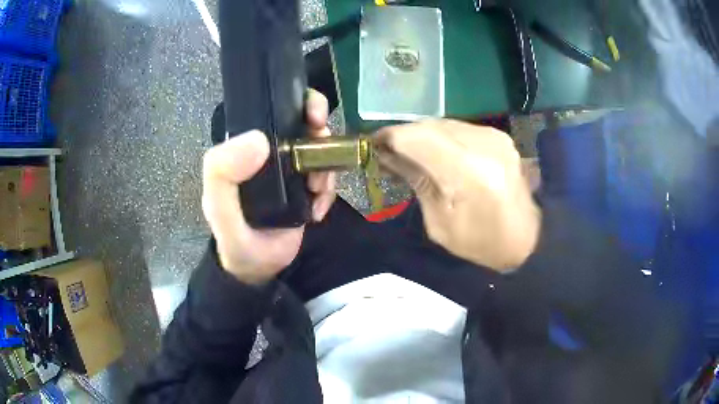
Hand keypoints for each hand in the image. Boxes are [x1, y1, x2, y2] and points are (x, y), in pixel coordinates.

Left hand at [202, 90, 335, 283]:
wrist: (259, 269)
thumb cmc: (235, 237)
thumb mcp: (218, 207)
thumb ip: (223, 174)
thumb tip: (260, 139)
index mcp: (246, 148)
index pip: (271, 111)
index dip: (296, 103)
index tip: (314, 116)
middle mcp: (269, 153)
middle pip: (303, 125)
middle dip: (319, 130)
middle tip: (324, 142)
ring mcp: (290, 169)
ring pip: (319, 151)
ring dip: (326, 167)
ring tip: (316, 192)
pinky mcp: (306, 187)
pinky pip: (327, 177)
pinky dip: (328, 191)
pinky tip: (317, 210)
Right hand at [376, 120, 540, 270]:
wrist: (528, 238)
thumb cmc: (482, 243)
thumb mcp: (440, 224)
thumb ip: (417, 181)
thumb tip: (388, 155)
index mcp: (469, 173)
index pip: (418, 138)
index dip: (390, 137)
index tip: (372, 146)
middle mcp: (484, 145)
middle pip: (430, 126)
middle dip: (404, 135)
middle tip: (387, 152)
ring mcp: (494, 137)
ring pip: (443, 123)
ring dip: (421, 135)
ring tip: (409, 153)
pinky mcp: (498, 136)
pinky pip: (459, 128)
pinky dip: (440, 137)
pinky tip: (434, 153)